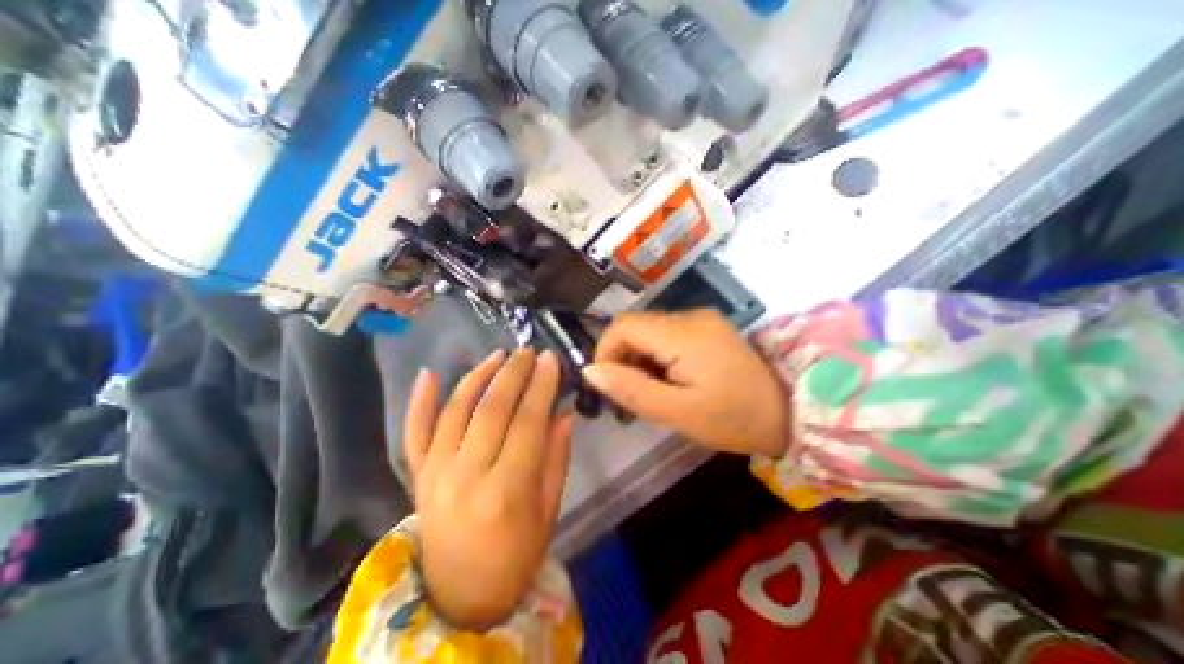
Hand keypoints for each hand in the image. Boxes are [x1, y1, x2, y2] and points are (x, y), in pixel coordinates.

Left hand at [404, 347, 575, 633]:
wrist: (458, 597)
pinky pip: (414, 432)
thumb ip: (556, 457)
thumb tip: (564, 412)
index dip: (541, 385)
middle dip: (513, 372)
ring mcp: (434, 474)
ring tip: (499, 354)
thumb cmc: (515, 556)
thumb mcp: (548, 510)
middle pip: (492, 409)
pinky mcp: (416, 476)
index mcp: (506, 491)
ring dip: (478, 375)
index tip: (550, 359)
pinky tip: (428, 373)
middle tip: (528, 351)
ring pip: (456, 410)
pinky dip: (419, 401)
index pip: (527, 422)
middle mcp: (466, 476)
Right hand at [581, 308, 782, 456]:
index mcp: (683, 334)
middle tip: (631, 396)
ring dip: (639, 358)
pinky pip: (667, 335)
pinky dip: (657, 356)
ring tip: (651, 391)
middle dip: (623, 358)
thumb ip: (631, 390)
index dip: (605, 351)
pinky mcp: (707, 328)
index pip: (623, 325)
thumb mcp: (677, 413)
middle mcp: (690, 316)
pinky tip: (668, 380)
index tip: (609, 384)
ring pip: (649, 331)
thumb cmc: (734, 419)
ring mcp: (701, 320)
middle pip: (635, 326)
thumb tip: (590, 371)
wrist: (789, 413)